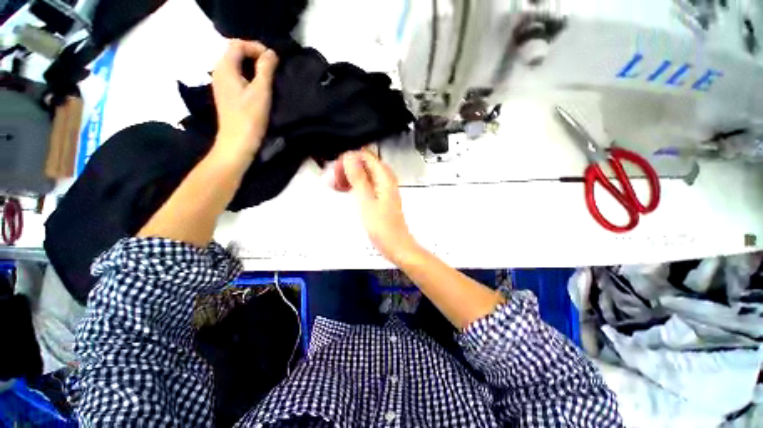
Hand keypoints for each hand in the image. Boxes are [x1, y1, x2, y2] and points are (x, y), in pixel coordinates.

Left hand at [211, 40, 278, 162]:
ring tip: (269, 77)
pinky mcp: (226, 95)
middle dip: (255, 55)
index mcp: (225, 67)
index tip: (273, 60)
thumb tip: (271, 53)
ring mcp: (221, 84)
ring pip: (236, 65)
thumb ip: (265, 69)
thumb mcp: (261, 91)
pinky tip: (259, 88)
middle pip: (235, 53)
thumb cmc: (250, 117)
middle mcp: (219, 72)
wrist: (238, 142)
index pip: (237, 44)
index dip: (256, 47)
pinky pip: (236, 76)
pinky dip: (248, 76)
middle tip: (273, 68)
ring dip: (253, 67)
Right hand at [342, 150, 419, 262]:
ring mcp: (384, 189)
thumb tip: (350, 158)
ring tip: (338, 183)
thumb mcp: (366, 201)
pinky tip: (347, 191)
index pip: (366, 156)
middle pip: (366, 164)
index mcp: (385, 178)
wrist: (395, 245)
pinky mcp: (381, 198)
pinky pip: (367, 185)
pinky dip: (356, 185)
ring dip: (351, 176)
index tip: (337, 167)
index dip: (350, 158)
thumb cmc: (383, 227)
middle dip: (349, 167)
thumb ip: (358, 178)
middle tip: (335, 176)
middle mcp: (386, 180)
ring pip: (365, 174)